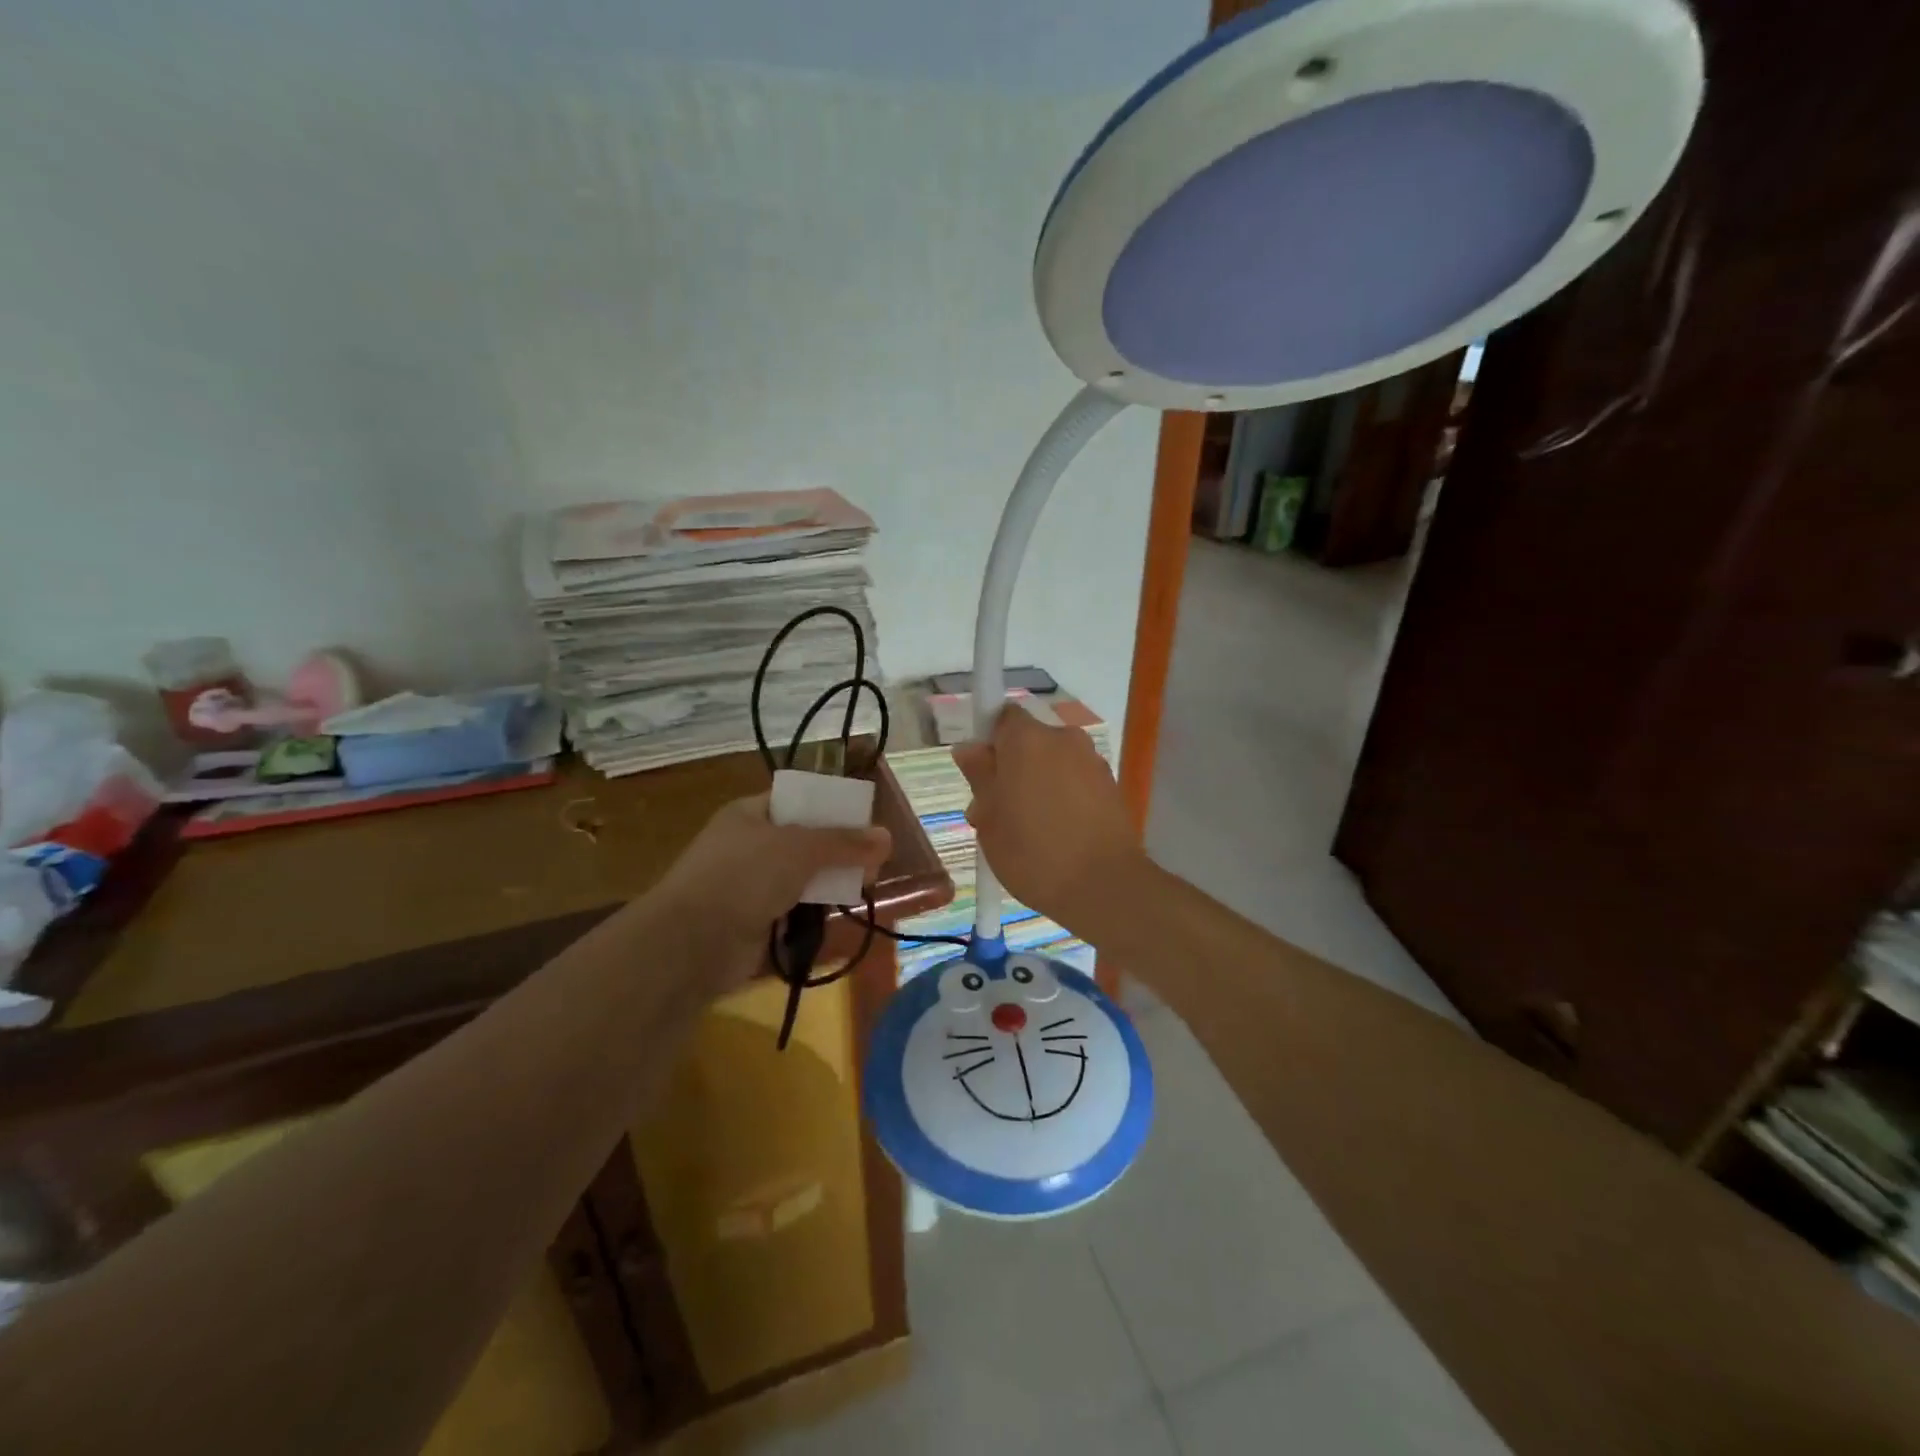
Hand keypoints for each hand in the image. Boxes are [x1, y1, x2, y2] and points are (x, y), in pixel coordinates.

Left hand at [654, 793, 890, 996]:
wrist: (691, 944)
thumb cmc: (744, 877)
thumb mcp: (800, 849)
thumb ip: (844, 843)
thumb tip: (887, 837)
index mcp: (750, 814)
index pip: (797, 800)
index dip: (831, 807)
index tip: (865, 820)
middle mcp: (748, 845)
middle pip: (804, 841)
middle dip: (838, 850)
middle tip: (874, 861)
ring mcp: (749, 886)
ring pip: (800, 877)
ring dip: (829, 882)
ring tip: (865, 887)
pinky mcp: (753, 922)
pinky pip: (792, 910)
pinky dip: (813, 912)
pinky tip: (840, 914)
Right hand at [951, 705, 1141, 933]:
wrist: (1104, 886)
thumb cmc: (1033, 852)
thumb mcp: (990, 819)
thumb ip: (979, 776)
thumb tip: (969, 749)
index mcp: (1027, 739)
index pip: (1001, 717)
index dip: (988, 742)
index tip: (982, 774)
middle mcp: (1063, 738)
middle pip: (1028, 742)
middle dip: (1011, 768)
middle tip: (997, 812)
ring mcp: (1092, 761)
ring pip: (1052, 763)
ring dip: (1038, 784)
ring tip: (1028, 830)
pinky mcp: (1111, 785)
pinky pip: (1075, 780)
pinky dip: (1063, 797)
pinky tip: (1057, 834)